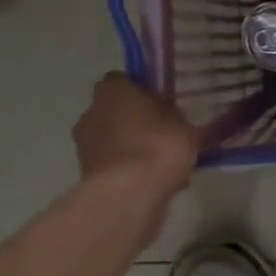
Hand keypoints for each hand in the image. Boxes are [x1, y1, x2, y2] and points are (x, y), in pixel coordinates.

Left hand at [71, 73, 198, 200]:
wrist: (130, 194)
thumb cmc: (159, 144)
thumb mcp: (186, 125)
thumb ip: (183, 120)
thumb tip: (190, 122)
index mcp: (112, 90)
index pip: (122, 80)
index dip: (141, 91)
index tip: (160, 103)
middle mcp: (91, 112)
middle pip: (115, 111)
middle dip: (134, 121)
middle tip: (162, 133)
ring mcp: (85, 146)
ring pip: (113, 140)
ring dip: (130, 148)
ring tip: (161, 163)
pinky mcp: (86, 176)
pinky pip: (113, 166)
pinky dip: (128, 171)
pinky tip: (153, 183)